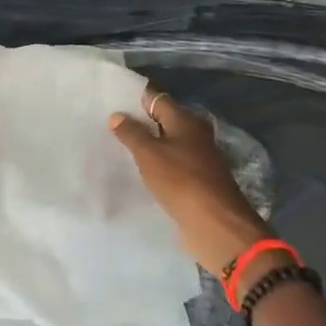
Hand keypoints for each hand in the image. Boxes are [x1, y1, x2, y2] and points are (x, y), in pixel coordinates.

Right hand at [111, 89, 275, 278]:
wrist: (216, 226)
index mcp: (185, 120)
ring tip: (118, 148)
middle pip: (163, 122)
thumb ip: (132, 133)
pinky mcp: (197, 183)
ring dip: (148, 147)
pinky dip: (157, 167)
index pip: (157, 99)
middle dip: (140, 123)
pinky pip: (171, 167)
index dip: (135, 98)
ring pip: (167, 145)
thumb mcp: (149, 154)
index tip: (112, 101)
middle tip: (109, 125)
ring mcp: (198, 160)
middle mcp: (195, 135)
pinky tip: (138, 173)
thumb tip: (117, 115)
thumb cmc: (181, 181)